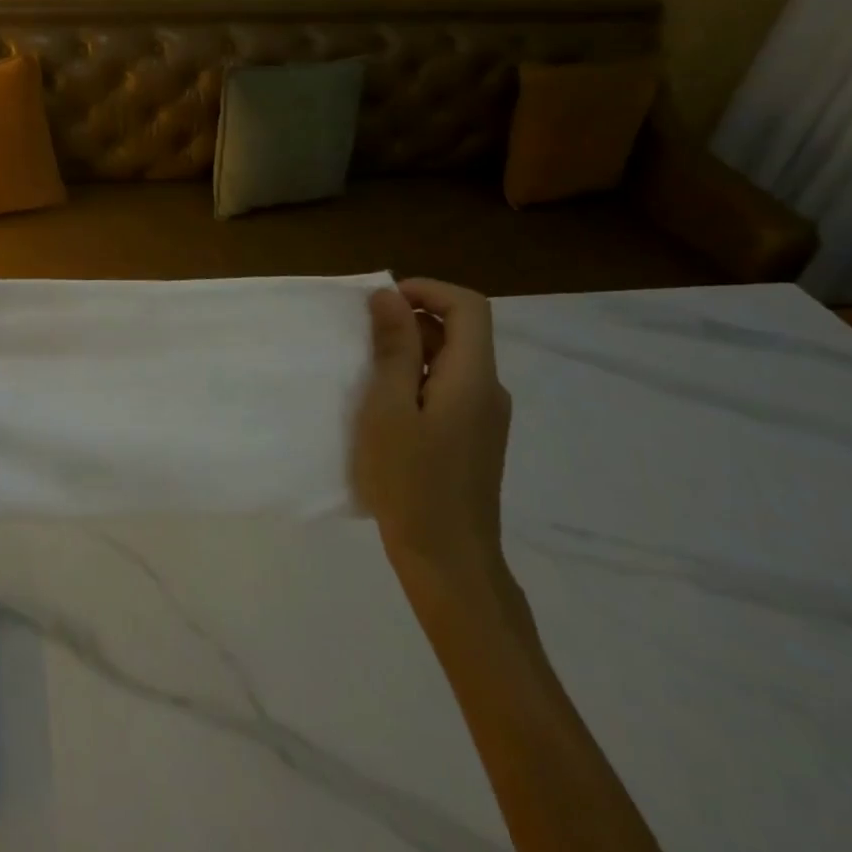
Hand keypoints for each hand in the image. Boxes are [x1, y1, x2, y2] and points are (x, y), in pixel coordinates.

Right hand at [350, 279, 512, 587]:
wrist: (448, 561)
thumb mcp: (388, 408)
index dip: (426, 290)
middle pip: (461, 330)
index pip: (468, 307)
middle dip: (412, 320)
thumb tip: (390, 296)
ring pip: (453, 359)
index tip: (381, 302)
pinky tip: (386, 407)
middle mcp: (489, 390)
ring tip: (367, 373)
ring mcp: (485, 417)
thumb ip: (393, 349)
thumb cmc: (411, 481)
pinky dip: (418, 378)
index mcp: (473, 378)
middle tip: (363, 339)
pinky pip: (450, 387)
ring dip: (411, 350)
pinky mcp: (475, 438)